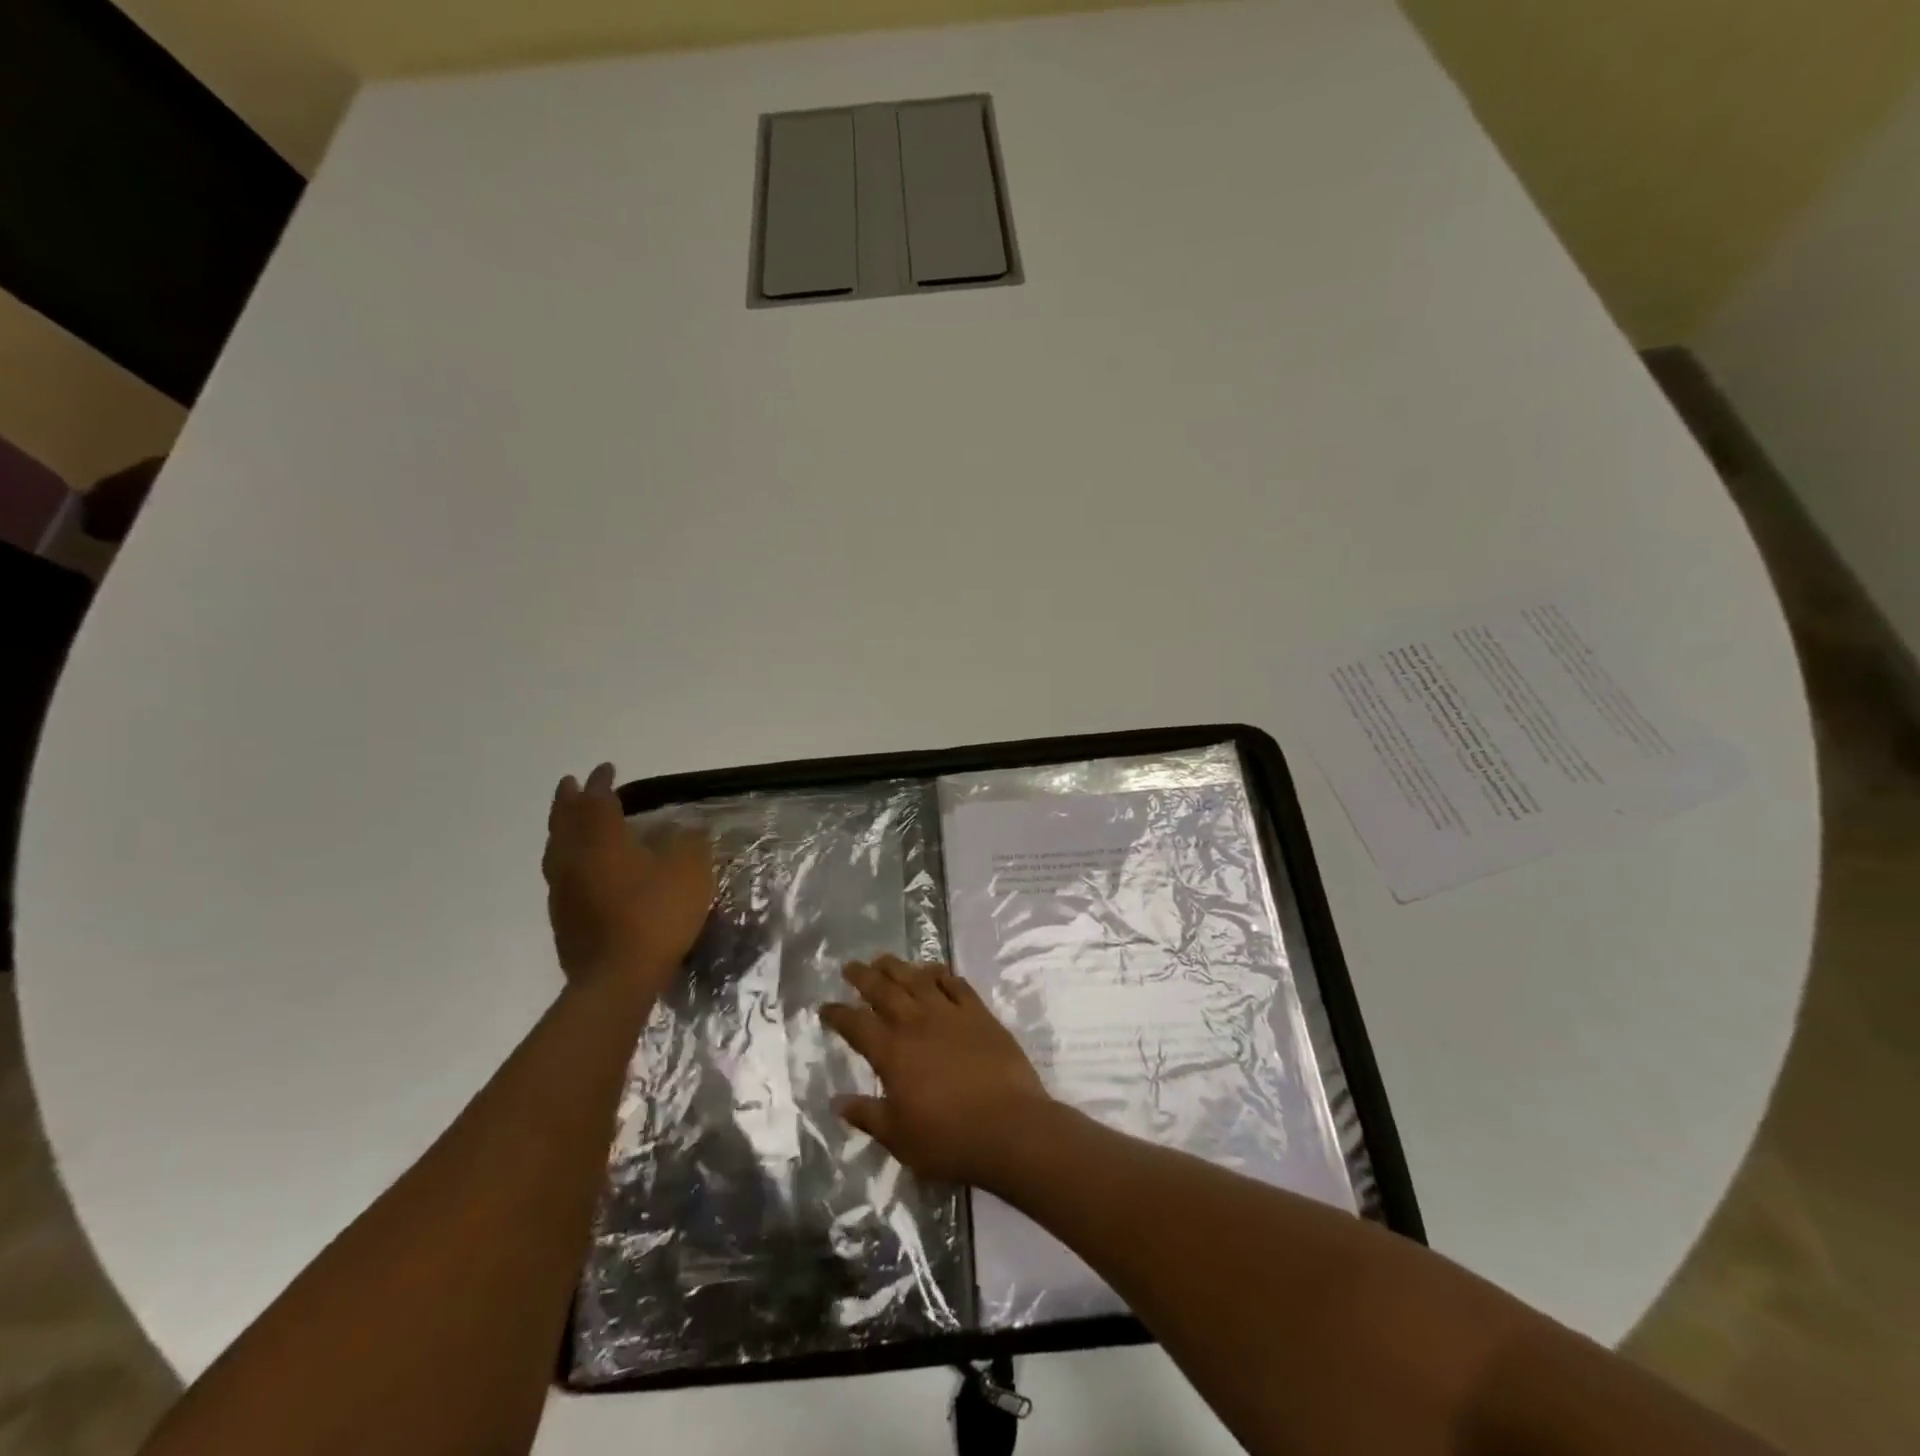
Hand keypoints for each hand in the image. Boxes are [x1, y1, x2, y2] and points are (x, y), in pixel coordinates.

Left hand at [542, 762, 713, 1000]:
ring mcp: (563, 891)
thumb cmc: (656, 916)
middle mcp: (575, 859)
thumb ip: (689, 843)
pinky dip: (565, 859)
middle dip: (569, 800)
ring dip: (560, 828)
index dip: (602, 783)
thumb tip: (685, 828)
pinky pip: (560, 875)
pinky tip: (577, 868)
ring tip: (567, 821)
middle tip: (570, 783)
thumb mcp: (690, 873)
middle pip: (565, 821)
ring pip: (556, 849)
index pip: (598, 802)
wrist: (616, 979)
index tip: (607, 768)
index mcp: (603, 841)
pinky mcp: (562, 918)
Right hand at [821, 956, 1051, 1184]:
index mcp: (892, 1053)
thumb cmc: (949, 1138)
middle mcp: (917, 1024)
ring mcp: (950, 1014)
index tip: (825, 1007)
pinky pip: (956, 984)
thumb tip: (836, 1101)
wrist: (1009, 1126)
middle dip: (864, 977)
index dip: (838, 1014)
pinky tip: (934, 970)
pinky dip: (941, 973)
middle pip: (884, 991)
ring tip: (884, 959)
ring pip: (918, 979)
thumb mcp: (899, 1137)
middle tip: (850, 966)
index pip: (856, 1025)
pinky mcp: (979, 1014)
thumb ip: (867, 1115)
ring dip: (898, 967)